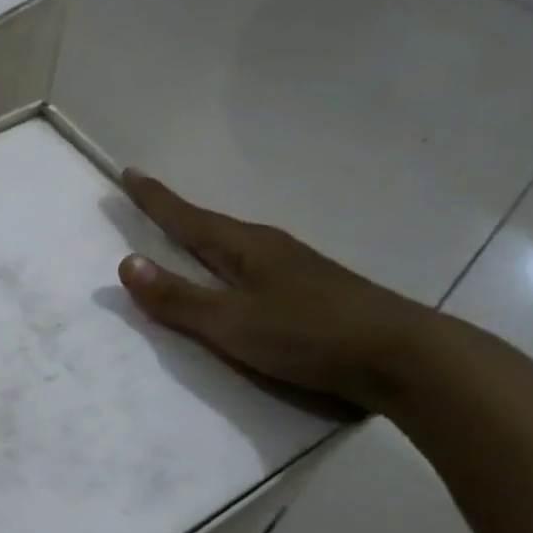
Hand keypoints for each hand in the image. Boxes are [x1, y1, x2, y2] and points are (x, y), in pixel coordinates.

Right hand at [114, 170, 434, 413]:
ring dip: (203, 241)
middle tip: (146, 203)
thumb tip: (126, 263)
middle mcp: (270, 250)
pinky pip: (252, 271)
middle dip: (176, 217)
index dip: (156, 200)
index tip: (129, 173)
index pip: (189, 218)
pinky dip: (226, 268)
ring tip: (181, 240)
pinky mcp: (311, 295)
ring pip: (235, 249)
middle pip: (211, 228)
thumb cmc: (309, 335)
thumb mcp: (232, 323)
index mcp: (248, 248)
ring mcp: (295, 271)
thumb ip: (179, 298)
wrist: (406, 359)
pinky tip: (232, 282)